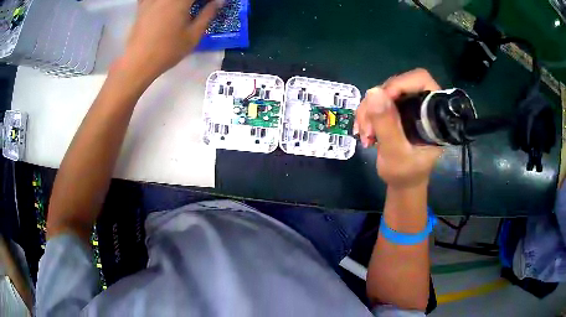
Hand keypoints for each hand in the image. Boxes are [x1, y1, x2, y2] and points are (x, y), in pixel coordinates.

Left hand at [119, 0, 222, 80]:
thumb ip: (207, 14)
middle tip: (201, 6)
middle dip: (193, 1)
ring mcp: (152, 0)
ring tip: (184, 8)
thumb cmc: (167, 51)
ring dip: (180, 2)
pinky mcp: (142, 6)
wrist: (138, 62)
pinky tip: (162, 5)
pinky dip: (159, 2)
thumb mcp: (193, 35)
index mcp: (181, 0)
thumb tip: (219, 2)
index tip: (213, 3)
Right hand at [355, 68, 442, 188]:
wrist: (403, 184)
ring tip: (365, 135)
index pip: (421, 81)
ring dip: (368, 112)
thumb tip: (373, 91)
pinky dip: (367, 115)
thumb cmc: (406, 174)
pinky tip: (364, 132)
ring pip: (383, 93)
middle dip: (378, 104)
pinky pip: (377, 102)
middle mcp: (422, 105)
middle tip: (367, 128)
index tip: (381, 102)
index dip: (401, 84)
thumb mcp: (395, 154)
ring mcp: (409, 107)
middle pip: (397, 85)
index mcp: (433, 114)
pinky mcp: (398, 111)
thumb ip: (387, 125)